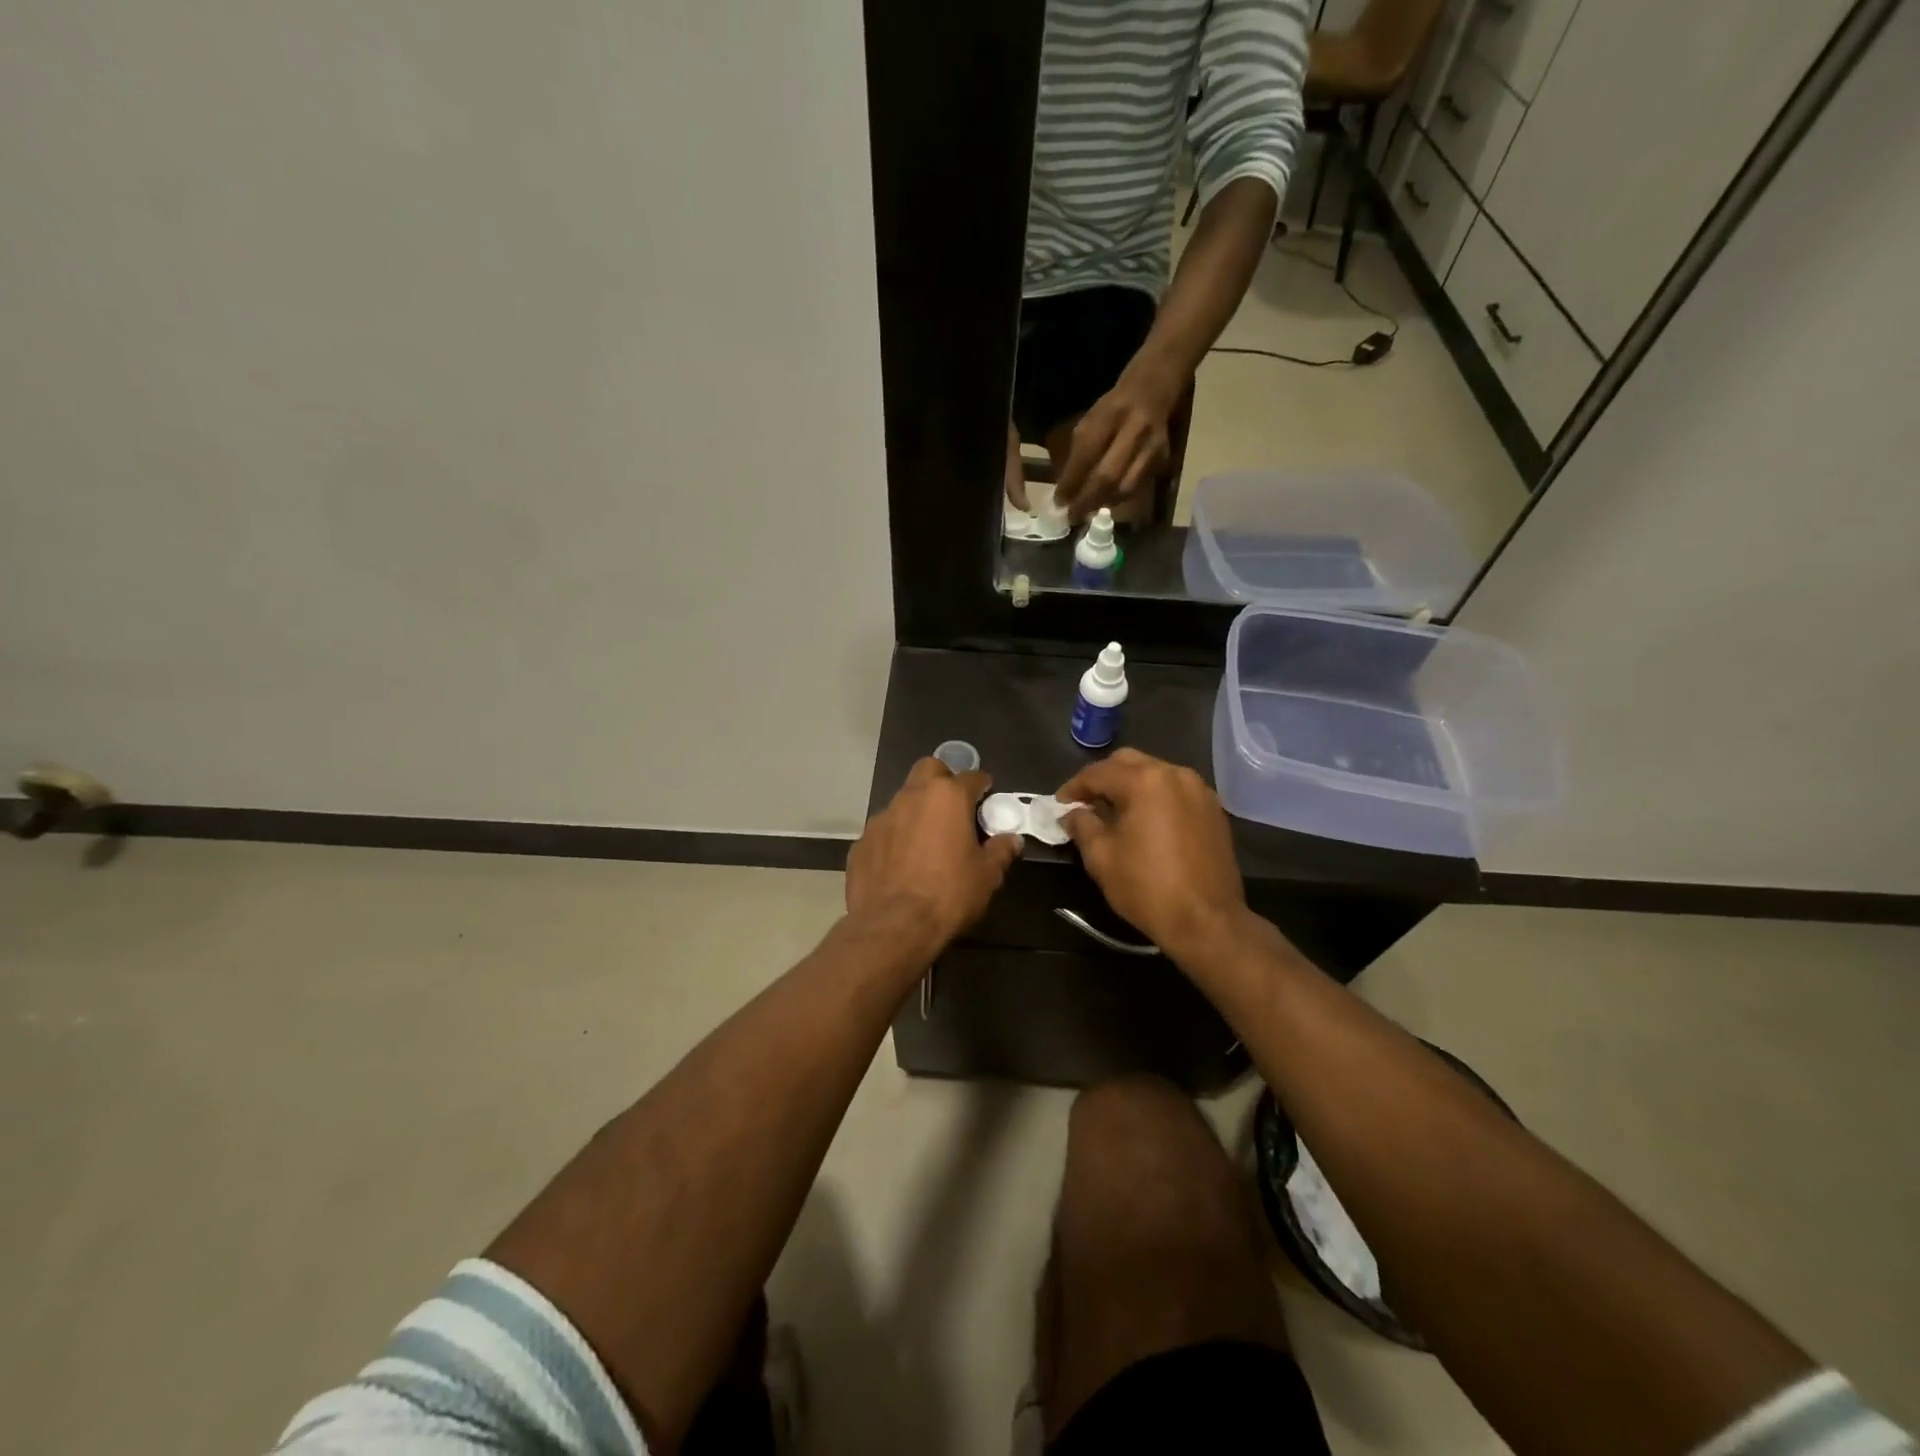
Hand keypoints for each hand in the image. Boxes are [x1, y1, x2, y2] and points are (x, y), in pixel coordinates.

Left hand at [846, 758, 1021, 955]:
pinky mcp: (861, 842)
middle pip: (929, 770)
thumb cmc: (948, 895)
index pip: (971, 777)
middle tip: (954, 808)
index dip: (982, 786)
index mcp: (947, 797)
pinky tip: (901, 864)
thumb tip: (1011, 840)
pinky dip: (895, 838)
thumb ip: (1001, 851)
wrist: (893, 927)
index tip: (987, 798)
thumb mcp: (987, 876)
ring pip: (903, 800)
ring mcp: (881, 818)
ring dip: (917, 811)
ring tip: (927, 841)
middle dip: (943, 780)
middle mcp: (911, 797)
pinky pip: (884, 831)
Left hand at [1053, 364, 1181, 522]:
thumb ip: (1079, 453)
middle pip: (1108, 477)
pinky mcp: (1162, 459)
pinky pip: (1137, 487)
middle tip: (1072, 516)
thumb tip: (1066, 491)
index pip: (1087, 455)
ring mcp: (1152, 446)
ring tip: (1087, 511)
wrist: (1153, 390)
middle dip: (1086, 501)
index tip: (1058, 501)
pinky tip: (1105, 501)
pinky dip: (1118, 499)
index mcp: (1111, 414)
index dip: (1071, 482)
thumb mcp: (1091, 419)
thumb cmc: (1114, 408)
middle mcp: (1135, 429)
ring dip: (1103, 503)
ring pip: (1125, 488)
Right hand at [1056, 749, 1247, 957]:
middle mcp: (1175, 775)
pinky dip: (1155, 798)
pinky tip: (1144, 821)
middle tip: (1085, 803)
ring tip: (1113, 812)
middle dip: (1103, 779)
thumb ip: (1082, 826)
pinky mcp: (1213, 810)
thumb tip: (1072, 814)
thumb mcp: (1102, 857)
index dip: (1074, 787)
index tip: (1059, 804)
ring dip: (1130, 786)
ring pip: (1155, 774)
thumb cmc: (1147, 887)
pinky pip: (1175, 791)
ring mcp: (1199, 791)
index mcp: (1145, 781)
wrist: (1207, 921)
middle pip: (1129, 763)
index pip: (1098, 773)